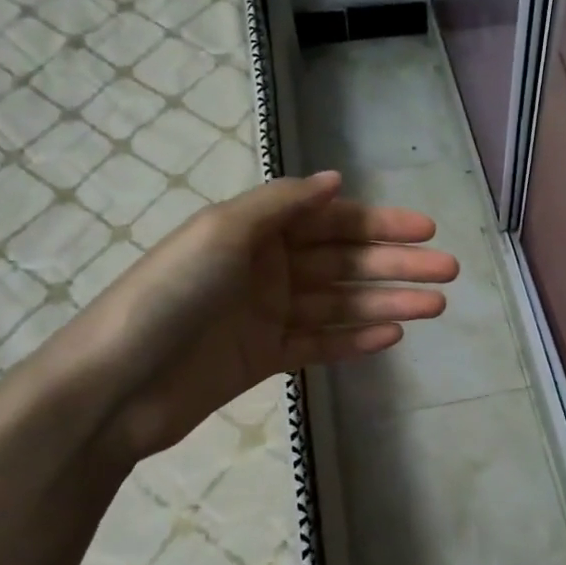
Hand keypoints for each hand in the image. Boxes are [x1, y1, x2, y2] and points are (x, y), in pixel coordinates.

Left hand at [52, 171, 457, 464]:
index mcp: (256, 231)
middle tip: (448, 271)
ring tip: (435, 306)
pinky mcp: (266, 358)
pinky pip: (321, 343)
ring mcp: (268, 315)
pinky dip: (356, 339)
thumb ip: (283, 204)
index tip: (426, 230)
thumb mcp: (223, 231)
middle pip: (345, 262)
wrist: (117, 384)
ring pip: (341, 304)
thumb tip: (335, 180)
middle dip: (397, 265)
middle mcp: (267, 268)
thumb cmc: (171, 294)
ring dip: (388, 302)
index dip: (380, 224)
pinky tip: (393, 335)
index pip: (332, 222)